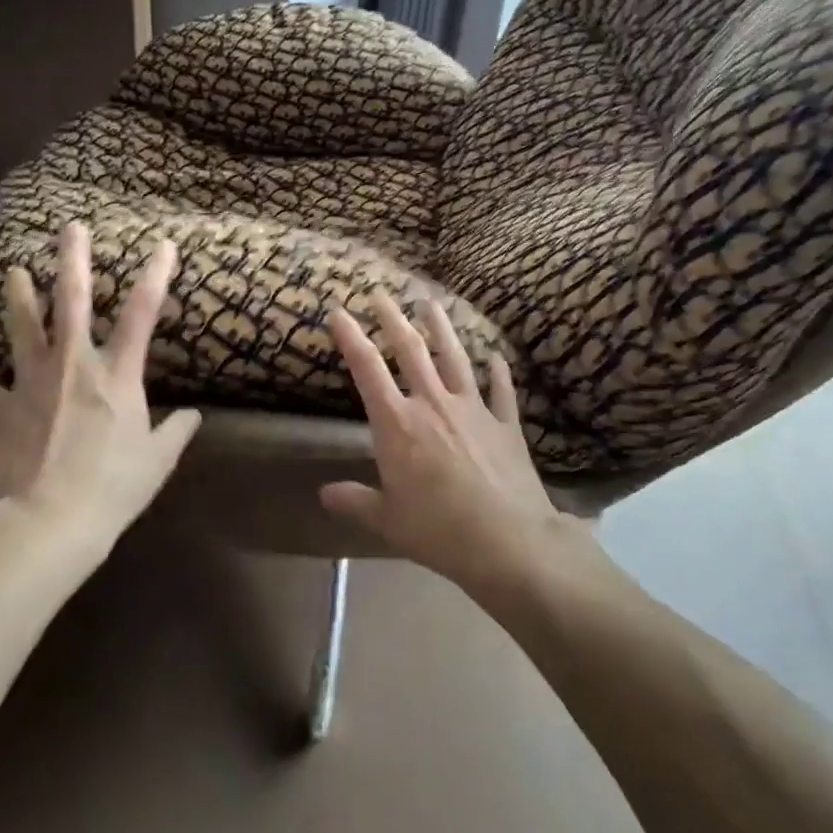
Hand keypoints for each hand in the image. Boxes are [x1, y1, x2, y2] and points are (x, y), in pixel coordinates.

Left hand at [0, 222, 200, 541]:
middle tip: (68, 228)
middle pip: (73, 302)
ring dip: (18, 297)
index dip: (155, 275)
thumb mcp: (157, 461)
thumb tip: (194, 416)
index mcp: (117, 375)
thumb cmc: (113, 489)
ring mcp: (31, 384)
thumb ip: (176, 432)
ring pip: (22, 329)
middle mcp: (73, 366)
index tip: (163, 245)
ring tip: (12, 271)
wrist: (49, 522)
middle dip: (72, 261)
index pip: (142, 314)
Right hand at [320, 293, 560, 588]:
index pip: (367, 368)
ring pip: (454, 357)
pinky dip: (498, 372)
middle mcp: (433, 403)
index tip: (337, 311)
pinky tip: (496, 357)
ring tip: (432, 303)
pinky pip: (501, 390)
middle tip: (380, 292)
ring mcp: (473, 409)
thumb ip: (355, 501)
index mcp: (398, 423)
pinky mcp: (505, 423)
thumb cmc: (438, 530)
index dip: (350, 336)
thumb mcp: (387, 520)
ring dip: (442, 328)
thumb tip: (324, 494)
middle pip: (410, 349)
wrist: (508, 541)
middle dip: (392, 317)